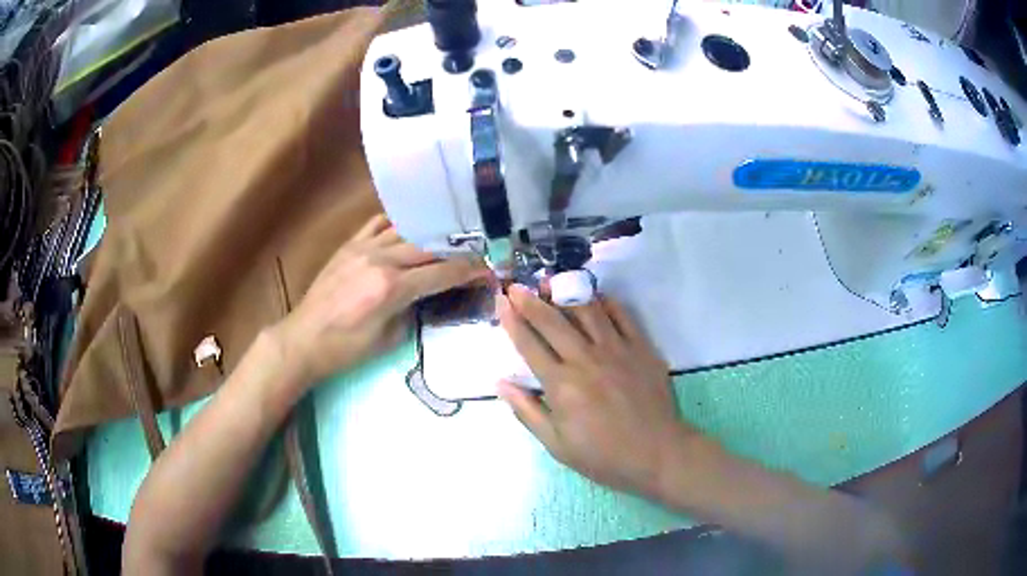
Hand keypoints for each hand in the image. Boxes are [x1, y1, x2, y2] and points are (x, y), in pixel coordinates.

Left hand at [273, 215, 485, 386]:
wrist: (303, 339)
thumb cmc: (346, 349)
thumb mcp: (389, 339)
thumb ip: (413, 310)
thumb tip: (426, 294)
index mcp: (392, 288)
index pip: (442, 273)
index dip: (470, 271)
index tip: (488, 270)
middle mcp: (381, 260)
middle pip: (429, 246)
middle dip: (457, 251)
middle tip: (475, 253)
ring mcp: (363, 247)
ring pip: (407, 230)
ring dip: (430, 234)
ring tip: (449, 237)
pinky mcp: (349, 245)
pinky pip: (378, 223)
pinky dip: (398, 223)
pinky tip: (410, 228)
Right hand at [496, 284, 689, 498]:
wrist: (657, 453)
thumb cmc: (603, 455)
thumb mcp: (556, 444)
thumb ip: (527, 411)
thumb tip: (500, 382)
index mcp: (562, 385)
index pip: (529, 345)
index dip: (512, 322)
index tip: (500, 302)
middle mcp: (586, 359)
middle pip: (553, 322)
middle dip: (531, 301)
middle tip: (516, 286)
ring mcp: (617, 349)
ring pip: (587, 311)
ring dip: (565, 294)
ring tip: (551, 283)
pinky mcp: (641, 347)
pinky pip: (621, 315)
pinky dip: (605, 302)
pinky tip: (594, 296)